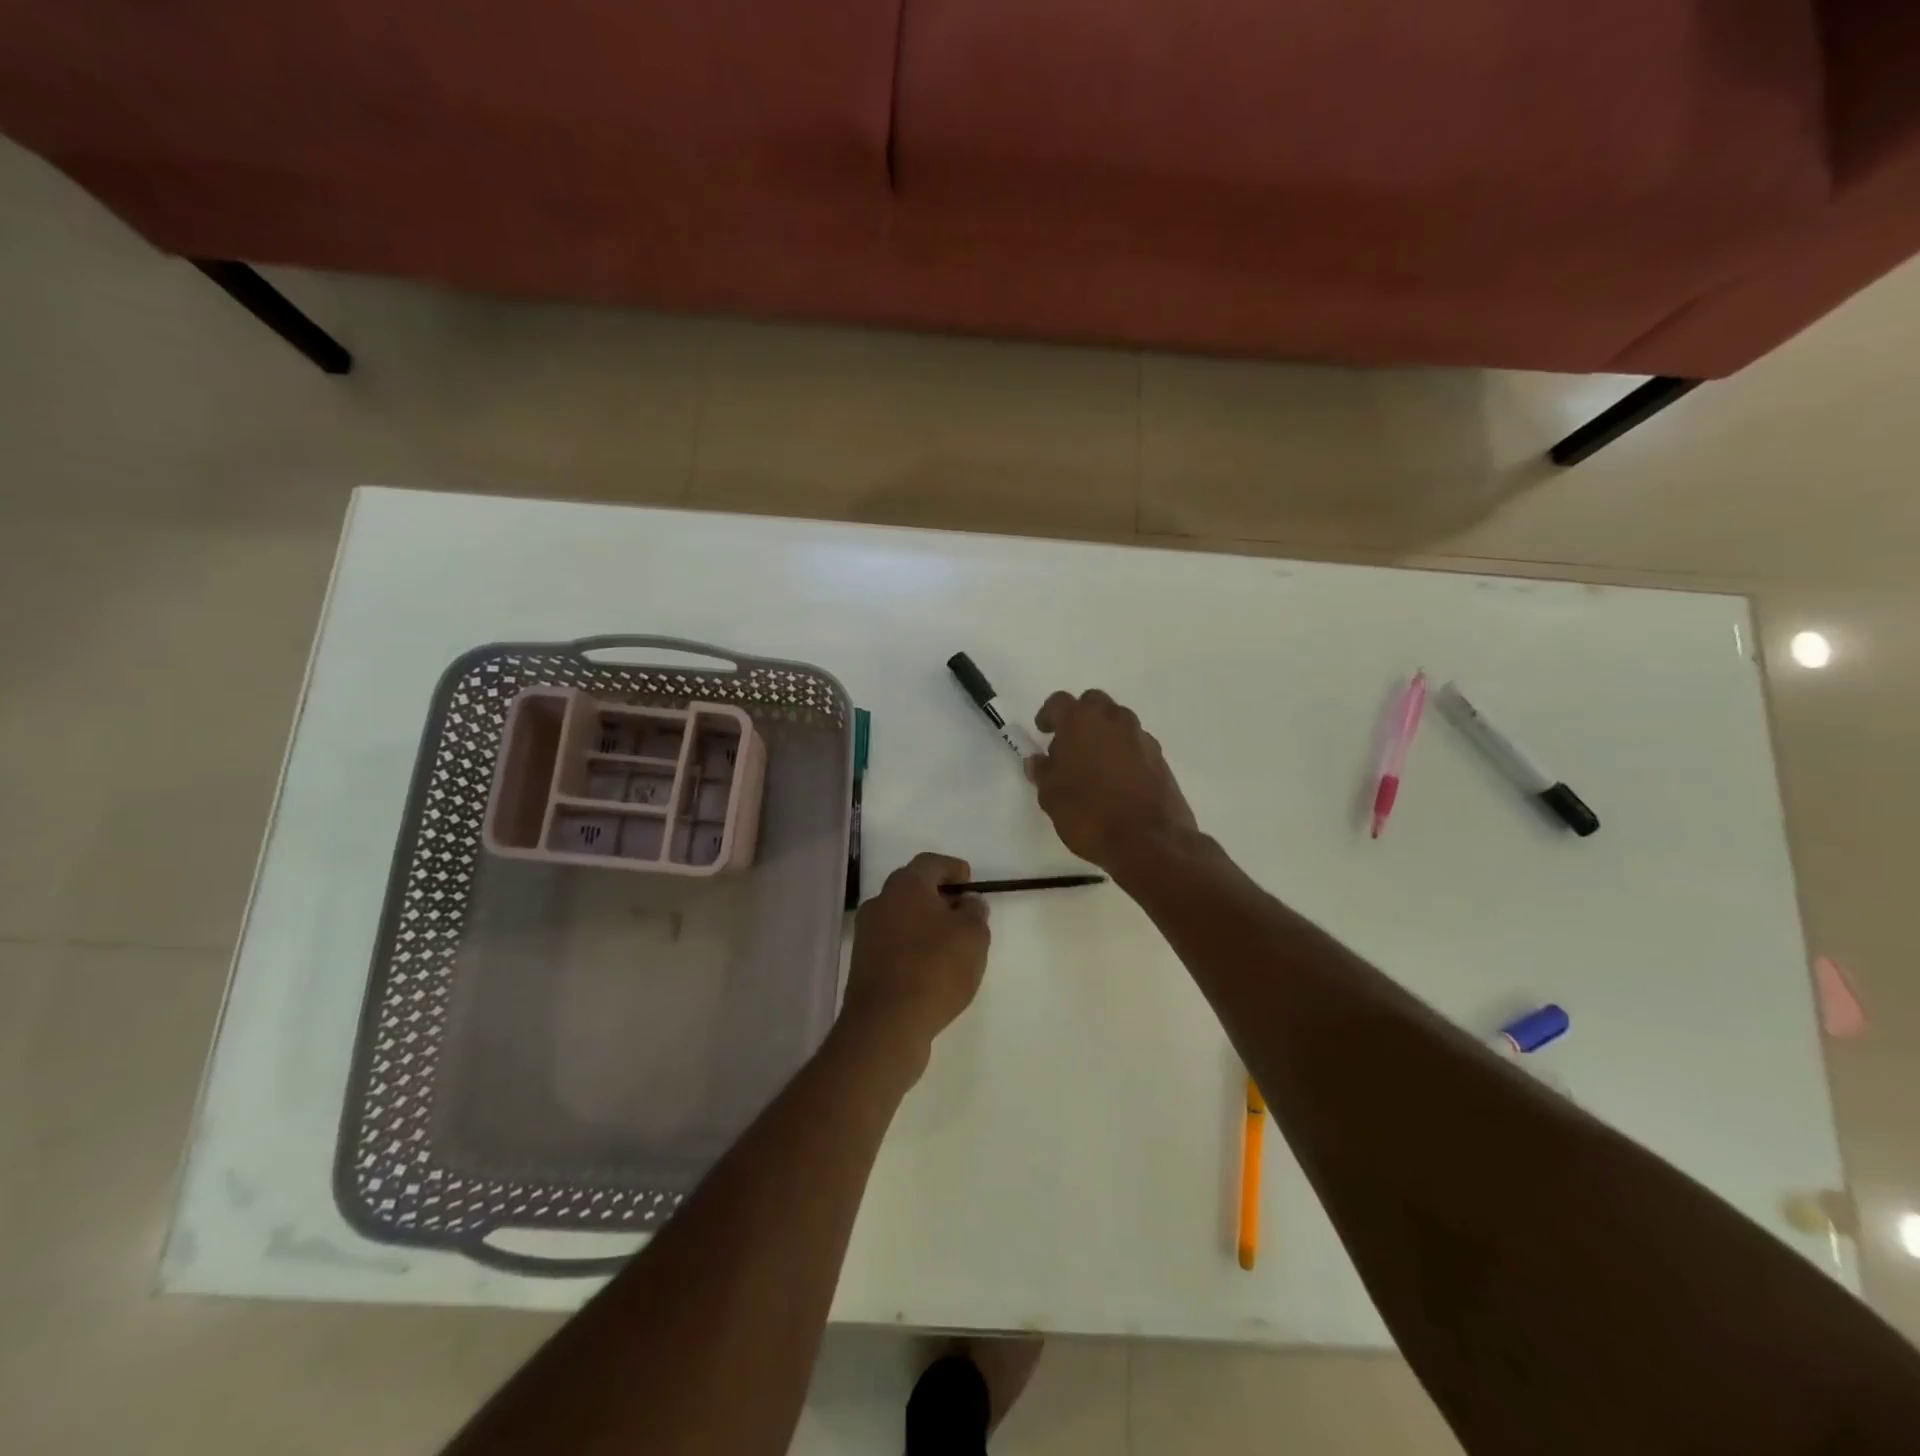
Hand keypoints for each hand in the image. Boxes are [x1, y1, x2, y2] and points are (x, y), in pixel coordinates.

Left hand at [842, 853, 990, 1069]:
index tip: (970, 883)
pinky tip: (931, 968)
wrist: (886, 1024)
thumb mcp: (973, 935)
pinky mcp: (863, 964)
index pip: (931, 863)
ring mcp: (866, 934)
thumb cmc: (935, 968)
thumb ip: (974, 911)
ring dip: (925, 924)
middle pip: (912, 888)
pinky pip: (893, 944)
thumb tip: (967, 901)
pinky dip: (912, 947)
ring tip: (951, 944)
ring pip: (902, 917)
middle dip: (938, 896)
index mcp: (905, 885)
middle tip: (963, 912)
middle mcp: (880, 902)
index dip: (953, 869)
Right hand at [1027, 690, 1197, 871]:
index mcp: (1081, 721)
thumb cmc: (1088, 813)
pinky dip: (1123, 753)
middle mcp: (1113, 719)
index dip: (1048, 715)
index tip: (1043, 731)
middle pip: (1093, 704)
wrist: (1149, 840)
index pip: (1059, 702)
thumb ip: (1043, 773)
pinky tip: (1116, 781)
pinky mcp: (1160, 757)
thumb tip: (1038, 761)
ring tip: (1092, 766)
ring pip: (1117, 722)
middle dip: (1080, 718)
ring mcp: (1141, 736)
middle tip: (1069, 746)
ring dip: (1103, 735)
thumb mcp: (1051, 797)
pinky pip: (1135, 744)